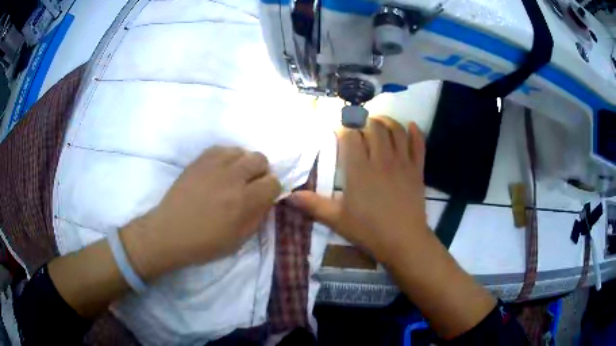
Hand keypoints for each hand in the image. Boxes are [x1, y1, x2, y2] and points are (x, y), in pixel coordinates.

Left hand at [123, 146, 280, 279]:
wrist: (170, 232)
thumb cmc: (205, 243)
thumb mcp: (239, 240)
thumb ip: (258, 217)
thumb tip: (266, 200)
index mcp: (245, 201)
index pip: (273, 182)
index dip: (271, 190)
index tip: (263, 197)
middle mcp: (233, 178)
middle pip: (260, 159)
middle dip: (260, 172)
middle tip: (250, 185)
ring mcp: (214, 166)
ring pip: (241, 150)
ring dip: (243, 163)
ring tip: (234, 176)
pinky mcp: (199, 160)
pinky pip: (221, 148)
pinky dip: (226, 157)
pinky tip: (220, 170)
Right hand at [289, 116, 427, 263]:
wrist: (403, 241)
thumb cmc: (369, 230)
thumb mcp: (337, 219)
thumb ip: (313, 205)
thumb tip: (287, 196)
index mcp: (359, 169)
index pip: (350, 135)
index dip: (343, 128)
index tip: (338, 130)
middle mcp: (381, 159)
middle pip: (373, 126)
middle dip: (363, 120)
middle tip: (357, 125)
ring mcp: (402, 162)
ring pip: (395, 130)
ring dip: (386, 120)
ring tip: (378, 121)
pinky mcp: (417, 169)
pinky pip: (419, 144)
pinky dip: (415, 132)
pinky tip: (410, 125)